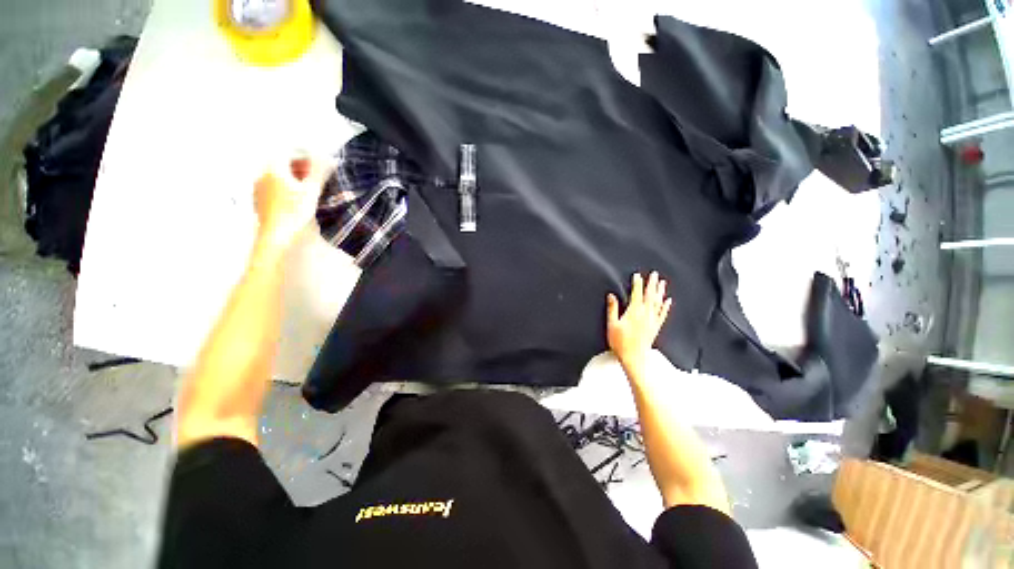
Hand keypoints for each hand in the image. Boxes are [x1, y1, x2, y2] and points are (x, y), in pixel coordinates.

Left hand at [254, 156, 331, 249]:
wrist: (278, 236)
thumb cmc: (295, 212)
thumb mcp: (312, 191)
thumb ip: (319, 171)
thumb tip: (327, 156)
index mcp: (274, 168)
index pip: (288, 151)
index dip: (305, 154)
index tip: (320, 163)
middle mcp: (263, 174)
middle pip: (282, 163)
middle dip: (300, 166)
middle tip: (318, 176)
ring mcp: (259, 187)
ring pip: (278, 175)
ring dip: (294, 177)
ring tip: (311, 188)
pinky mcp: (260, 200)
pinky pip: (274, 186)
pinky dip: (287, 187)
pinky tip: (298, 198)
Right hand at [607, 272, 671, 373]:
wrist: (634, 358)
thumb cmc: (621, 342)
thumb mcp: (612, 325)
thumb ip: (612, 309)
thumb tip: (611, 296)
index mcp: (634, 312)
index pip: (636, 294)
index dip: (637, 284)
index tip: (637, 275)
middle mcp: (645, 314)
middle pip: (650, 296)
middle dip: (652, 284)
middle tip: (654, 274)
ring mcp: (652, 321)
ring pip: (658, 302)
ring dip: (660, 291)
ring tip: (662, 282)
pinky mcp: (656, 327)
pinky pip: (663, 314)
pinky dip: (666, 306)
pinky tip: (668, 301)